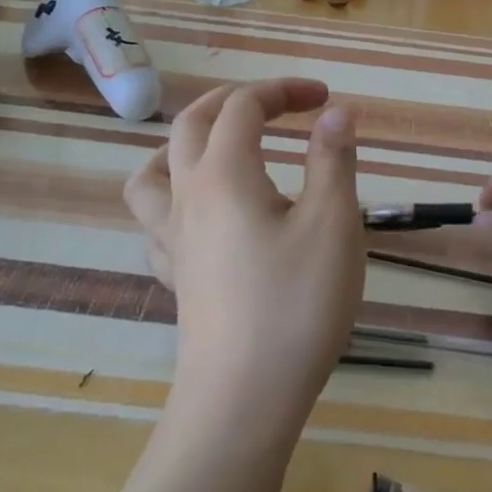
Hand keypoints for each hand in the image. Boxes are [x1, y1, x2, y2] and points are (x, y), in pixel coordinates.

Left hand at [124, 79, 363, 434]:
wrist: (242, 401)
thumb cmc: (295, 304)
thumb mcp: (332, 223)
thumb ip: (333, 159)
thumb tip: (337, 111)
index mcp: (224, 173)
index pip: (243, 106)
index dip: (282, 90)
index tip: (324, 99)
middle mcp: (187, 195)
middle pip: (192, 122)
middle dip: (237, 100)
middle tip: (280, 105)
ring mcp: (172, 237)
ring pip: (154, 168)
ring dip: (186, 141)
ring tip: (220, 145)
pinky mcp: (174, 275)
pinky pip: (155, 218)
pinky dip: (175, 194)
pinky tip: (202, 212)